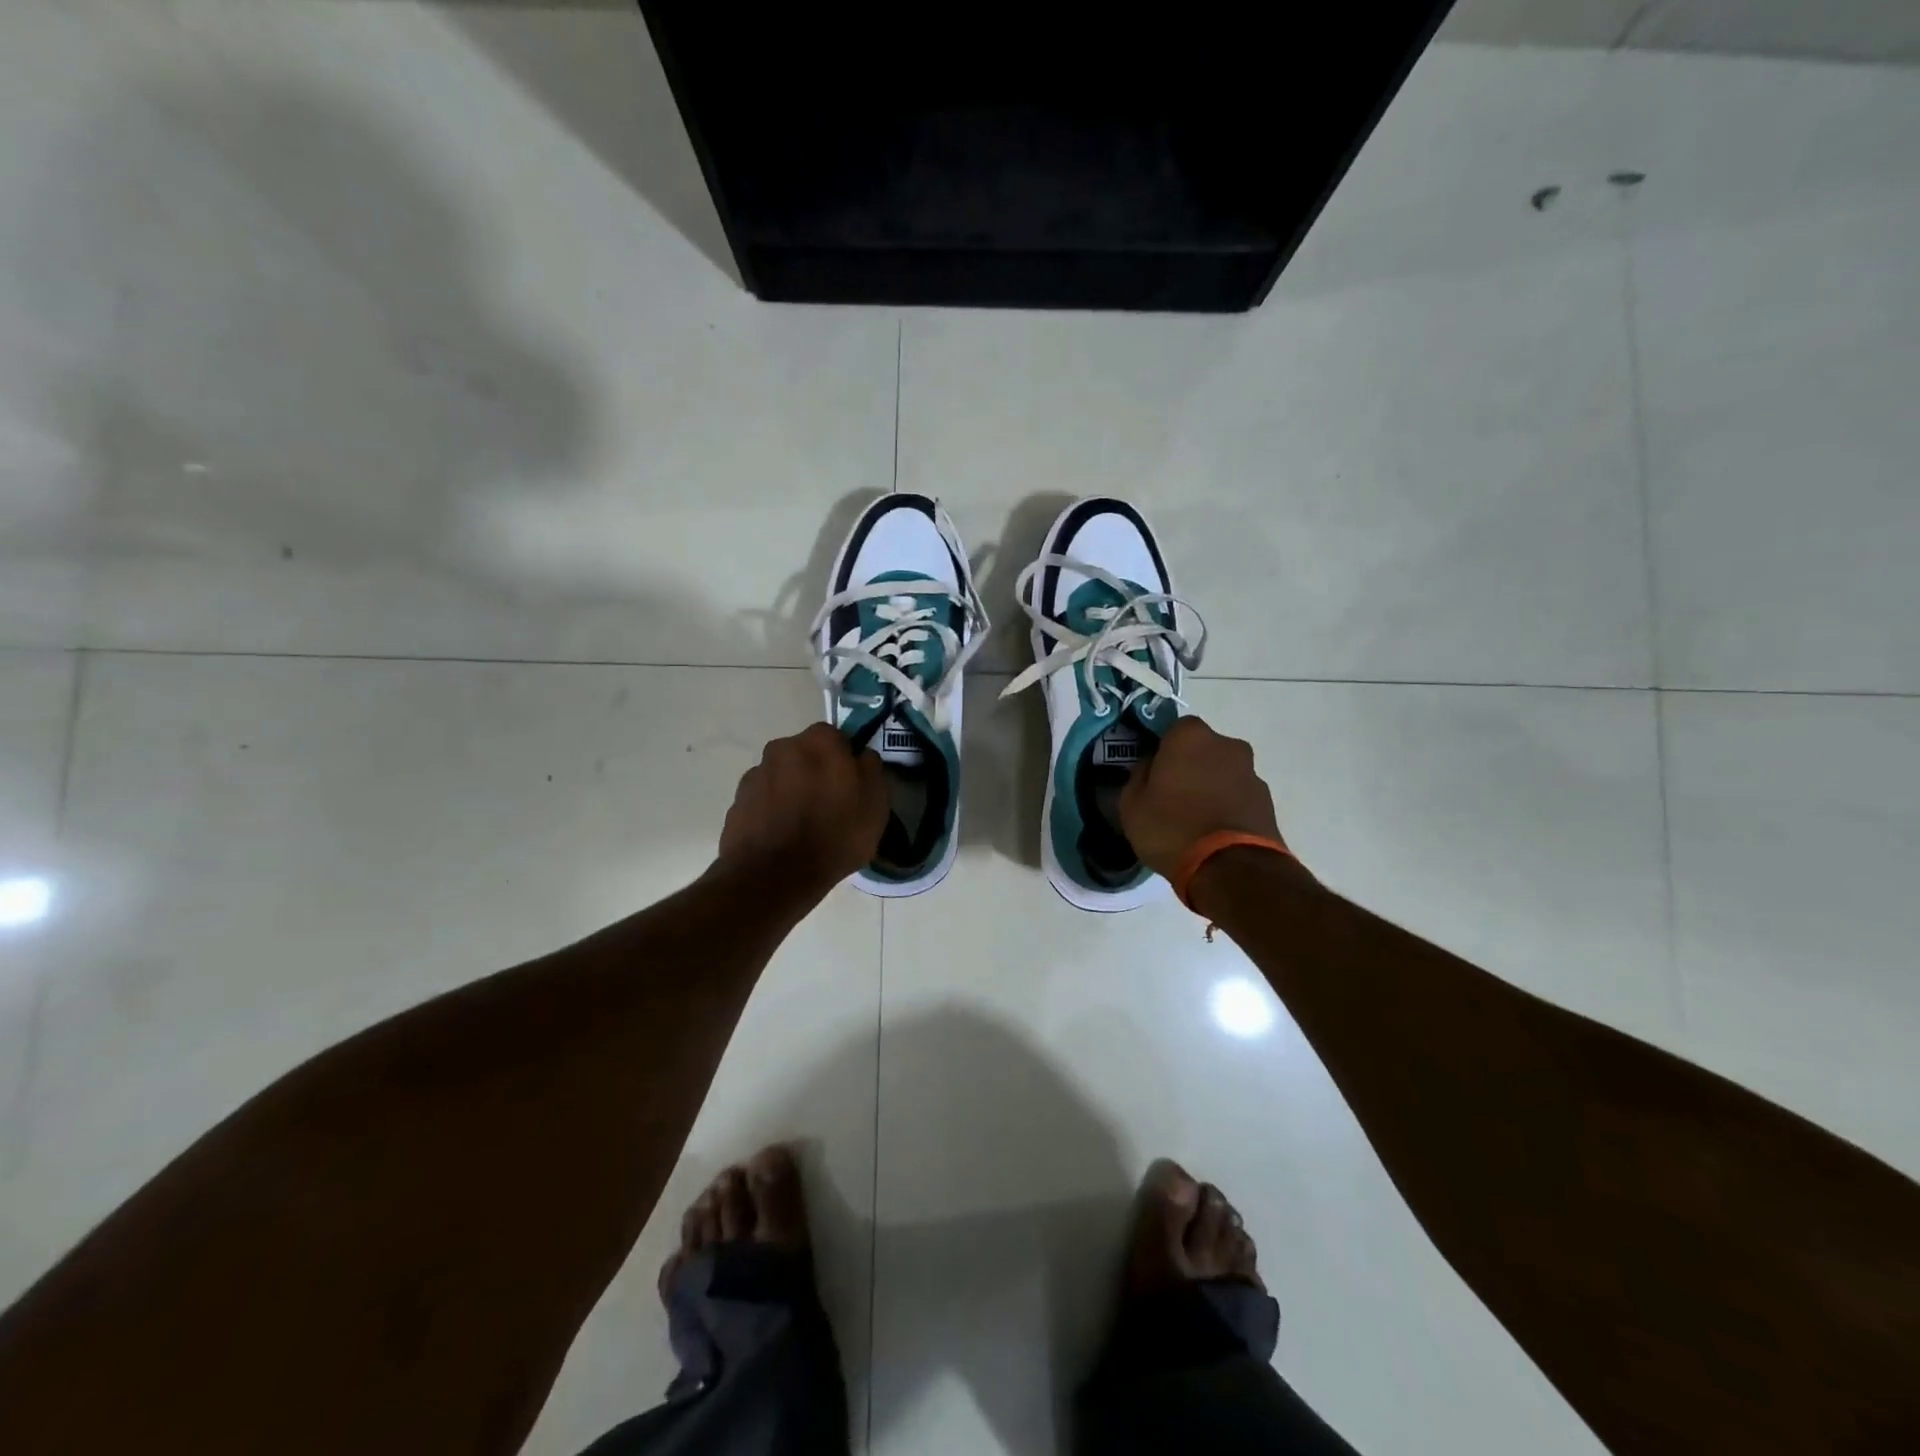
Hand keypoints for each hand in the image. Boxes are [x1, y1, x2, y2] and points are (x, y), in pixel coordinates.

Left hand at [716, 723, 887, 900]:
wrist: (774, 876)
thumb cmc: (835, 836)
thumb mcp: (875, 805)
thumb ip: (870, 770)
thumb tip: (861, 756)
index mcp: (819, 742)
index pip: (836, 738)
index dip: (845, 760)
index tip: (851, 785)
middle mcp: (783, 747)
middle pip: (805, 754)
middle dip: (815, 772)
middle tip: (828, 805)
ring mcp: (756, 774)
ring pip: (782, 776)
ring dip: (792, 790)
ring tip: (803, 826)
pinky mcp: (737, 801)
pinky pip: (763, 799)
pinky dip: (772, 810)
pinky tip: (782, 836)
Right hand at [1119, 716, 1284, 880]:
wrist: (1231, 869)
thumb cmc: (1171, 828)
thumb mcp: (1131, 804)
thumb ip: (1139, 776)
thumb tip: (1150, 767)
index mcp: (1190, 736)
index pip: (1172, 730)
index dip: (1162, 751)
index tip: (1153, 774)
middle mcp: (1227, 745)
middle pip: (1202, 750)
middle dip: (1190, 767)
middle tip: (1172, 797)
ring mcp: (1252, 773)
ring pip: (1223, 773)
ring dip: (1211, 787)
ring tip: (1195, 821)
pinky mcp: (1268, 802)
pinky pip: (1239, 797)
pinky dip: (1228, 807)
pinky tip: (1214, 833)